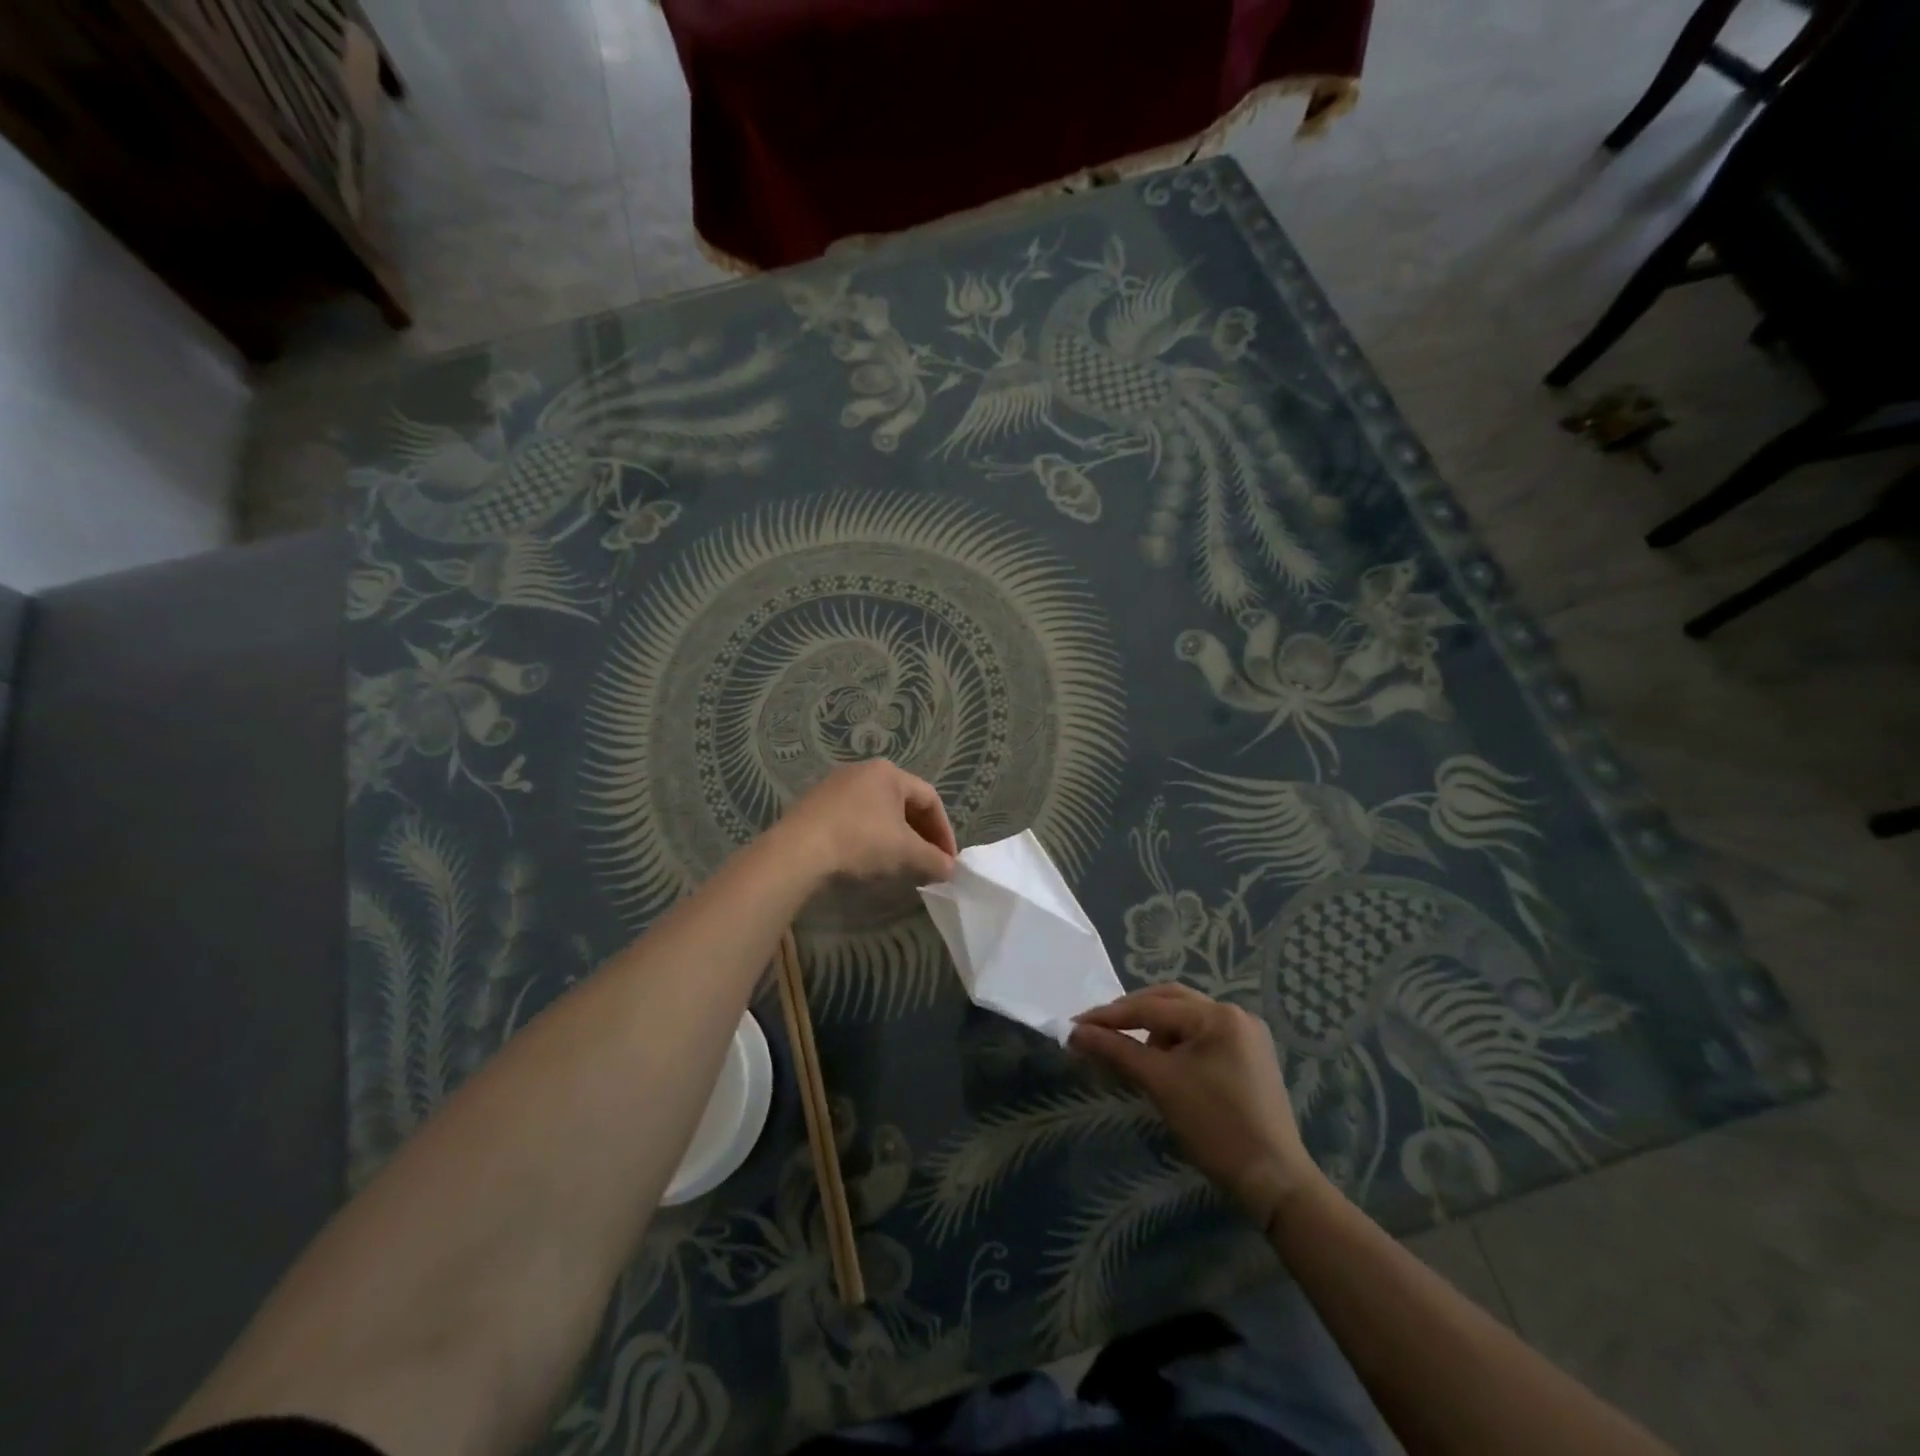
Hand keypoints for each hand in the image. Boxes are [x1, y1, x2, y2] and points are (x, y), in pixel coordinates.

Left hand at [778, 760, 957, 884]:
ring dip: (894, 836)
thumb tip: (950, 869)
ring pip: (877, 811)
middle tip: (928, 861)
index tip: (948, 859)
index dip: (944, 831)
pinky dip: (868, 836)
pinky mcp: (814, 804)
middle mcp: (862, 771)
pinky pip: (853, 818)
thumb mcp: (906, 853)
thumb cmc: (861, 841)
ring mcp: (834, 785)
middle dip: (920, 834)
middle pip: (903, 802)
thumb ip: (934, 859)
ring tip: (900, 863)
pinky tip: (866, 859)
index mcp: (889, 773)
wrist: (798, 851)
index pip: (930, 799)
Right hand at [1071, 984, 1322, 1231]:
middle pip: (1170, 1002)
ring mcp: (1246, 1035)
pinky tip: (1161, 1061)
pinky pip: (1202, 1036)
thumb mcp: (1160, 1083)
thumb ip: (1116, 1051)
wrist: (1275, 1182)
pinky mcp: (1249, 1057)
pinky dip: (1176, 1044)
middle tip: (1097, 1030)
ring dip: (1154, 1029)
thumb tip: (1074, 1033)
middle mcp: (1235, 1014)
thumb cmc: (1215, 1127)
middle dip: (1131, 1015)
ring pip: (1185, 1018)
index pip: (1151, 1006)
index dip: (1109, 1016)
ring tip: (1131, 1051)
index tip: (1075, 1025)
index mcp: (1218, 1015)